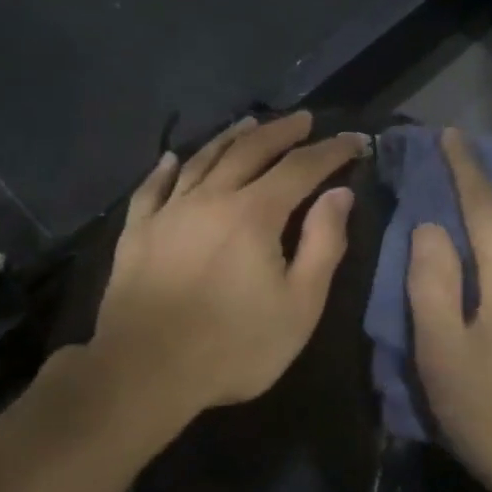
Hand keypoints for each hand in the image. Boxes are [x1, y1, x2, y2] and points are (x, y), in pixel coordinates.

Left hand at [92, 111, 365, 418]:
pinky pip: (151, 188)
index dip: (331, 151)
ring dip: (230, 138)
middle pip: (249, 151)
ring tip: (249, 123)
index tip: (355, 141)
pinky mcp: (136, 233)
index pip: (300, 168)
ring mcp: (168, 212)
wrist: (145, 371)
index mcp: (254, 214)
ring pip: (202, 160)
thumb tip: (339, 194)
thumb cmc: (234, 347)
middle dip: (282, 132)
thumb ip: (323, 245)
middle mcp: (210, 198)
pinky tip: (171, 158)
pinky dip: (165, 168)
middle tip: (303, 119)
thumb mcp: (299, 306)